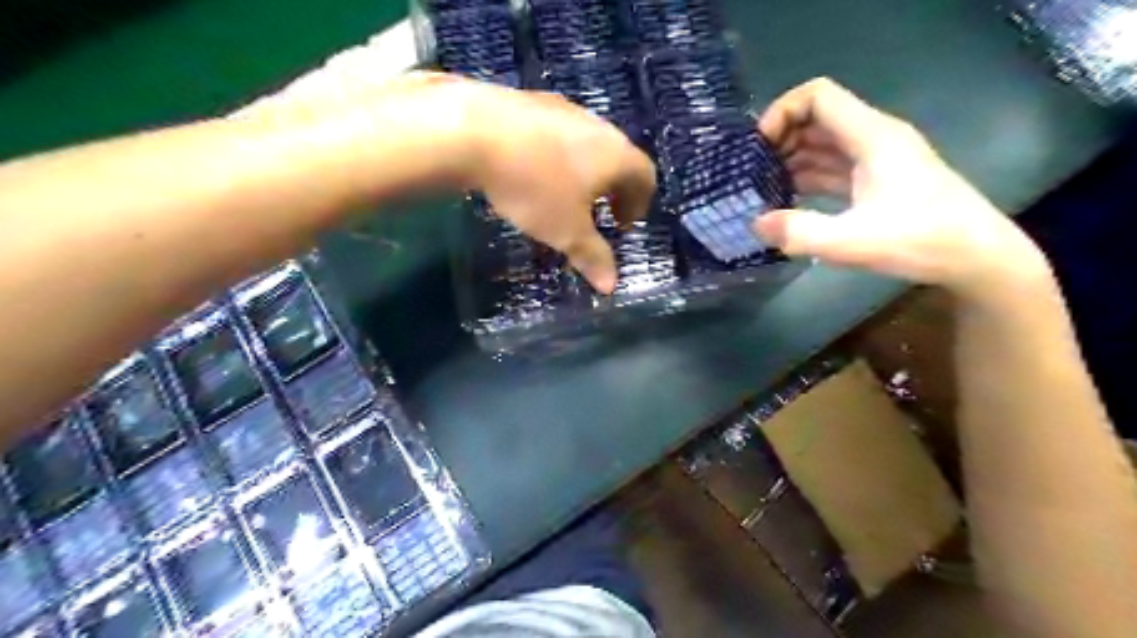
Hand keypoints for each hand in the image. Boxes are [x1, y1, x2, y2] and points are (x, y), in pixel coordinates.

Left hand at [456, 77, 657, 294]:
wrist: (473, 132)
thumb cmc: (534, 187)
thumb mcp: (566, 231)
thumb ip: (592, 257)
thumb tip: (611, 287)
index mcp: (616, 154)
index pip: (645, 176)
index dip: (639, 204)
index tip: (622, 225)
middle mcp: (597, 125)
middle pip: (618, 157)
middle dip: (613, 189)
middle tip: (598, 214)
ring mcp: (563, 109)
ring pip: (586, 144)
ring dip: (584, 172)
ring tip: (564, 195)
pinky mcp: (531, 101)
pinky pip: (557, 134)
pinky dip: (557, 157)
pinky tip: (532, 171)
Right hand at [752, 74, 1047, 299]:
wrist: (977, 258)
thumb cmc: (921, 242)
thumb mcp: (853, 242)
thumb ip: (800, 233)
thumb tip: (756, 224)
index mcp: (872, 137)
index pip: (819, 96)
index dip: (782, 112)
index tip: (759, 147)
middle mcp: (874, 139)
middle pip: (817, 118)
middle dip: (781, 139)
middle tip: (753, 172)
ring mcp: (877, 160)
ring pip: (824, 144)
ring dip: (791, 159)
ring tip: (762, 188)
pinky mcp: (877, 181)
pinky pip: (833, 167)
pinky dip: (807, 176)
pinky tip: (788, 200)